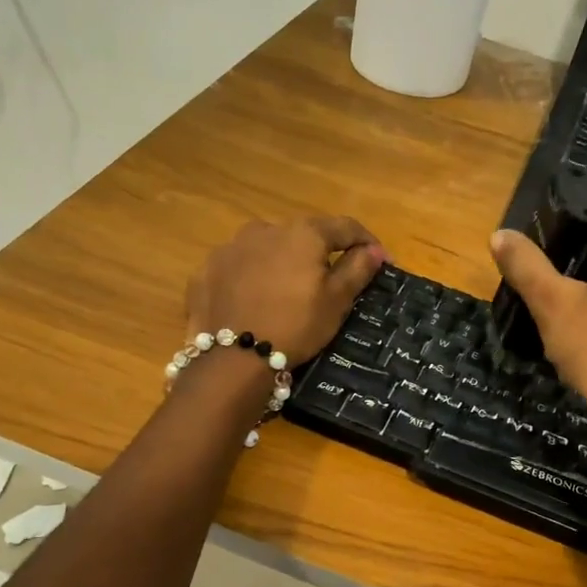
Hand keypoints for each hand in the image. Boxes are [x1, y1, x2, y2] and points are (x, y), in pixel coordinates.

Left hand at [185, 216, 383, 367]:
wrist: (233, 359)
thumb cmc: (296, 325)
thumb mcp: (336, 301)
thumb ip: (357, 269)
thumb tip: (374, 250)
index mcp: (302, 233)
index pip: (344, 227)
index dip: (366, 242)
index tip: (380, 261)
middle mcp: (265, 229)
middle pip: (302, 236)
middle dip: (319, 254)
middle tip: (329, 282)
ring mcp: (230, 248)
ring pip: (266, 250)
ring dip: (281, 263)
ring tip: (286, 293)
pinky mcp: (207, 271)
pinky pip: (238, 269)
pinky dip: (250, 279)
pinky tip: (254, 302)